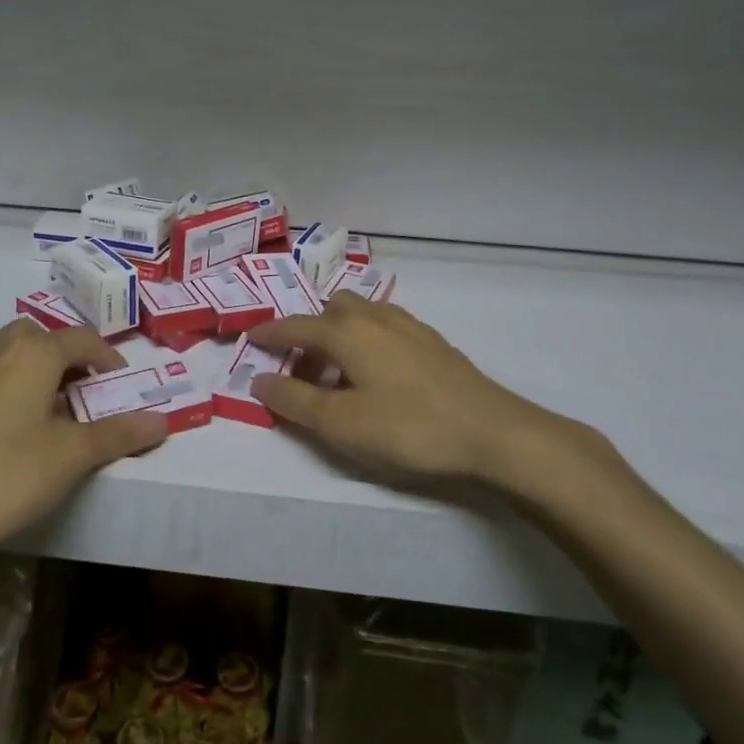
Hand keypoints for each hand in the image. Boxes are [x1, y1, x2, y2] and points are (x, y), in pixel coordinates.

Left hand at [0, 322, 167, 590]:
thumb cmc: (6, 477)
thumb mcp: (72, 458)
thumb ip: (119, 434)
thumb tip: (163, 420)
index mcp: (34, 353)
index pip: (81, 339)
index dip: (105, 357)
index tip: (117, 382)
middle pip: (38, 336)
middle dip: (63, 357)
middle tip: (75, 394)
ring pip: (0, 346)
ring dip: (24, 362)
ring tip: (33, 402)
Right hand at [247, 294, 630, 512]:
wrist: (494, 433)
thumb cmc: (409, 428)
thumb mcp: (341, 424)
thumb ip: (295, 402)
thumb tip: (258, 382)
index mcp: (346, 332)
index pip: (295, 326)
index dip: (269, 334)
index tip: (249, 340)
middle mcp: (375, 318)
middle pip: (330, 310)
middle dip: (307, 332)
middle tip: (299, 369)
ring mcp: (409, 326)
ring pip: (361, 314)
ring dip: (338, 333)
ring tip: (336, 372)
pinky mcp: (434, 343)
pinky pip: (385, 326)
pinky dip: (366, 339)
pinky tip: (377, 372)